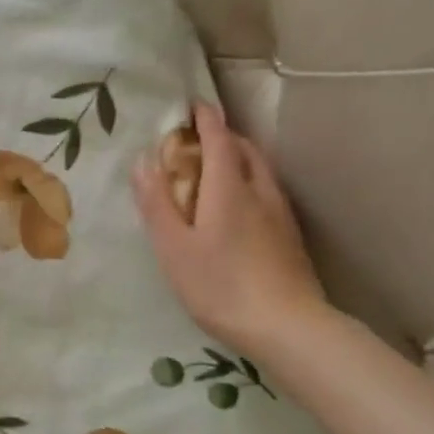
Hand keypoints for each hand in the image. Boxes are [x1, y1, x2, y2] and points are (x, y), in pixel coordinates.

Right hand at [133, 102, 332, 358]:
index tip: (191, 106)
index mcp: (229, 187)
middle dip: (222, 136)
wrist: (287, 327)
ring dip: (239, 158)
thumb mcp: (174, 248)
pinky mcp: (290, 236)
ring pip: (260, 170)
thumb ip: (157, 203)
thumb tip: (143, 160)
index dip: (205, 118)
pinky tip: (240, 207)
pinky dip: (250, 182)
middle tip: (197, 140)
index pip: (218, 138)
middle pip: (245, 149)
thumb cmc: (220, 286)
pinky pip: (268, 191)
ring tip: (217, 170)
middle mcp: (260, 191)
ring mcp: (281, 214)